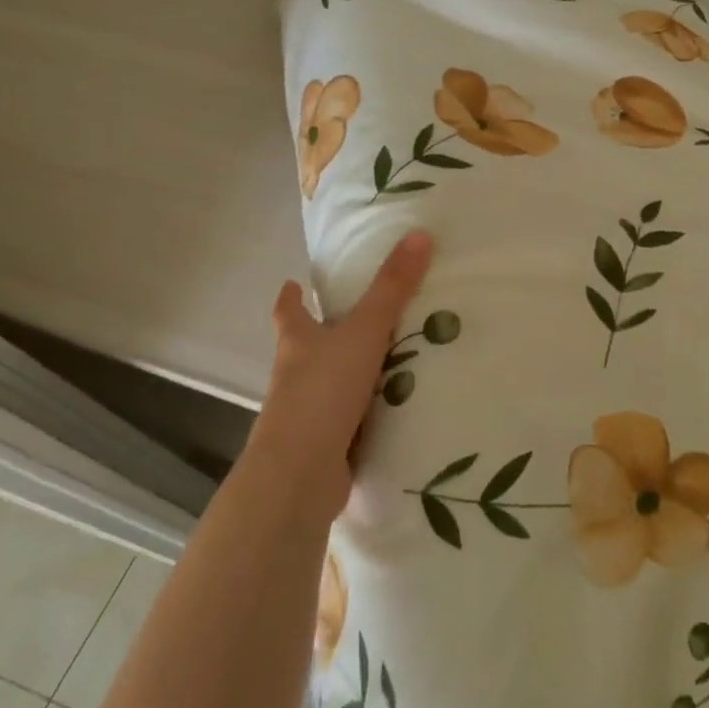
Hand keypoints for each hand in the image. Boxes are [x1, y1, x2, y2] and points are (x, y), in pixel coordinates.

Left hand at [246, 231, 433, 521]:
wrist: (300, 474)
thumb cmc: (323, 392)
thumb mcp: (363, 331)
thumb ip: (392, 288)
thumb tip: (419, 234)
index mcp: (298, 344)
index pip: (288, 312)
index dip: (291, 297)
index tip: (292, 283)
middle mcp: (296, 377)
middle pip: (307, 349)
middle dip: (326, 336)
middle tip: (361, 320)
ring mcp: (307, 416)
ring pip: (330, 386)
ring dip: (352, 376)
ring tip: (393, 363)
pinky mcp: (324, 448)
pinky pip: (350, 422)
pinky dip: (367, 415)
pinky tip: (395, 412)